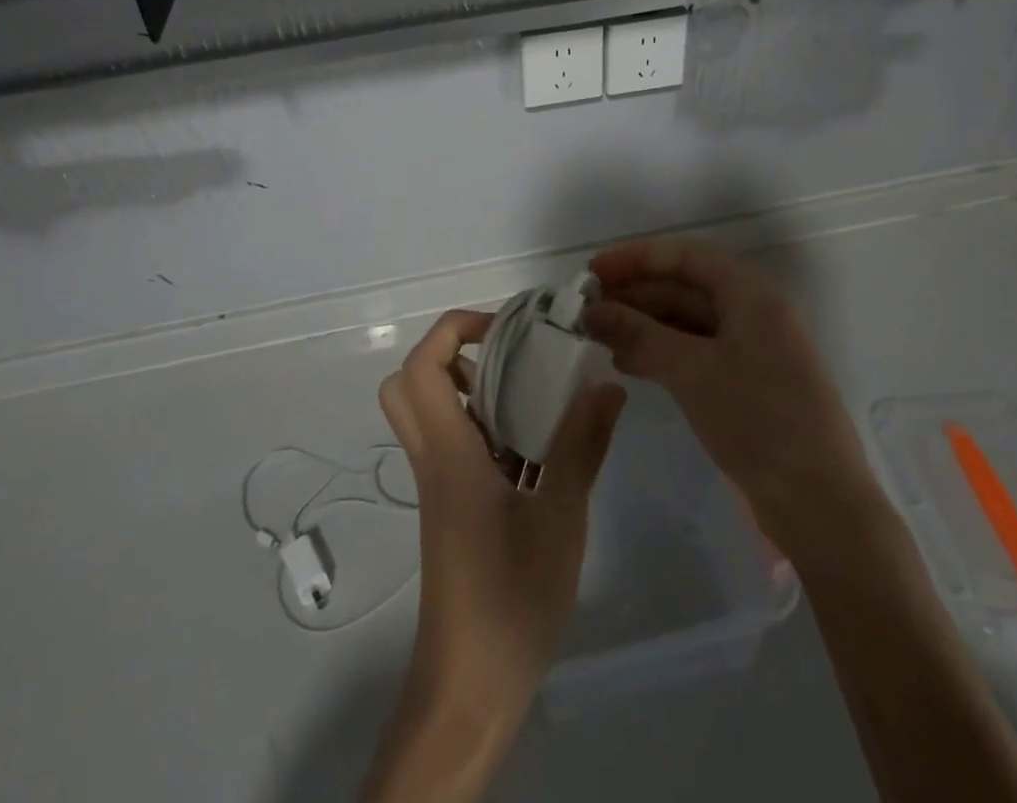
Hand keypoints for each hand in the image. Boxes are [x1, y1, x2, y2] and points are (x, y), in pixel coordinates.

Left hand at [364, 309, 624, 802]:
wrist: (470, 687)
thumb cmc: (511, 599)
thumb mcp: (560, 519)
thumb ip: (581, 447)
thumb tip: (607, 386)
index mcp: (448, 454)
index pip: (420, 368)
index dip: (454, 330)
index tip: (505, 331)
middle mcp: (433, 460)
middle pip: (409, 383)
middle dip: (452, 353)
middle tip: (507, 358)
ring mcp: (438, 485)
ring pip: (429, 413)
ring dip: (470, 388)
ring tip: (531, 394)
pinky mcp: (451, 506)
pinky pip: (454, 444)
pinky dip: (484, 426)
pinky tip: (534, 447)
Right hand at [584, 237, 876, 556]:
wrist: (820, 504)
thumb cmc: (757, 421)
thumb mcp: (692, 371)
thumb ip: (639, 334)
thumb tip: (592, 311)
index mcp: (750, 294)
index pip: (685, 256)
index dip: (636, 258)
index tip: (593, 271)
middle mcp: (753, 313)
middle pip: (685, 286)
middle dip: (636, 293)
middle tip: (587, 308)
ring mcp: (752, 349)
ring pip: (688, 321)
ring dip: (644, 325)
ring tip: (599, 336)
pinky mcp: (747, 383)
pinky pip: (696, 352)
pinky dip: (662, 352)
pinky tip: (628, 364)